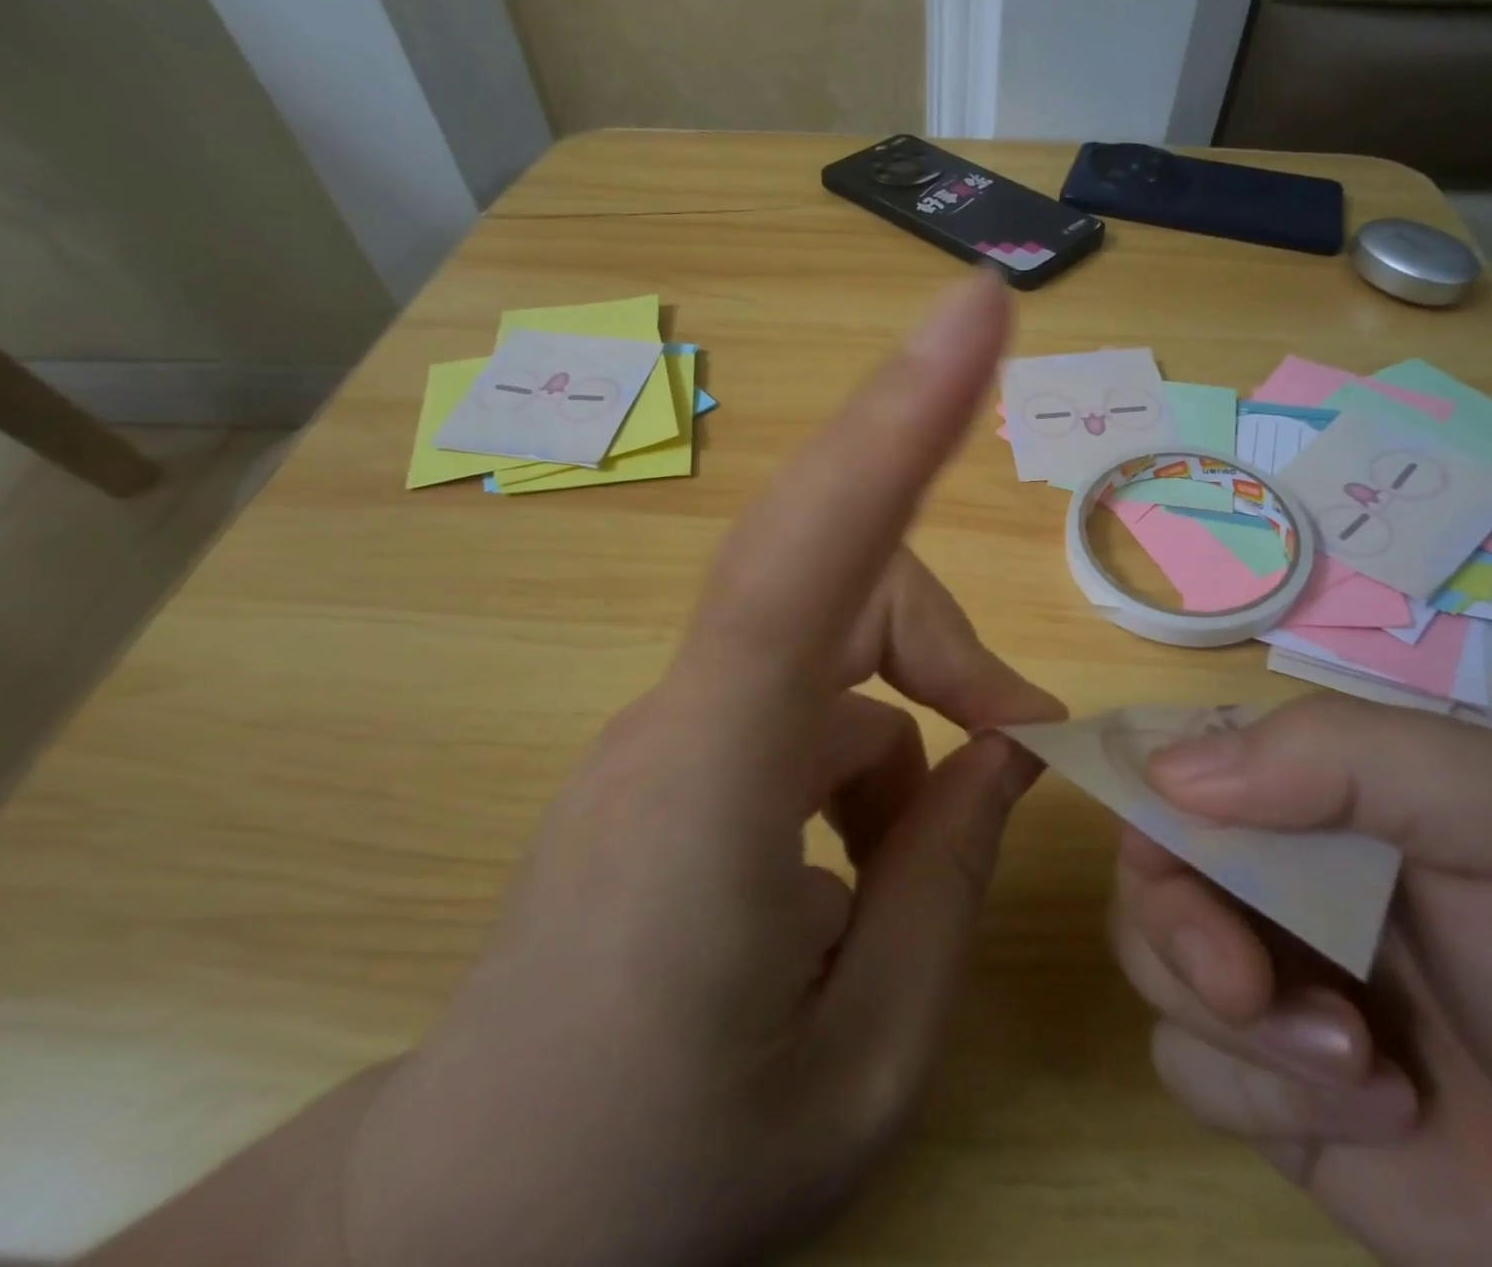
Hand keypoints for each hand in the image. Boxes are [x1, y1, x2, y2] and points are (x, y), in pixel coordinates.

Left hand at [90, 271, 1064, 1266]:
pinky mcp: (677, 749)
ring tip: (927, 863)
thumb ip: (948, 884)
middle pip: (848, 584)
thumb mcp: (864, 1063)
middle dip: (958, 647)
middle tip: (1029, 750)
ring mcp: (675, 725)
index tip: (975, 316)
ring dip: (922, 734)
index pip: (806, 558)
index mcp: (716, 788)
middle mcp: (685, 717)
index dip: (897, 421)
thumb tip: (1008, 752)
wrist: (462, 1226)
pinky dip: (876, 764)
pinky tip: (866, 867)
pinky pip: (811, 705)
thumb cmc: (657, 1174)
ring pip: (843, 655)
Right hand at [1112, 695, 1491, 1265]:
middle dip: (1180, 925)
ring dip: (1230, 1022)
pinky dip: (1253, 1093)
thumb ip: (1348, 759)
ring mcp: (1271, 981)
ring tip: (1358, 1066)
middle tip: (1247, 982)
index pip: (1184, 757)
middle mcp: (1281, 874)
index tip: (1173, 848)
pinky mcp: (1270, 1088)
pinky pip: (1183, 1065)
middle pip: (1148, 865)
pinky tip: (1371, 1117)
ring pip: (1148, 960)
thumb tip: (1168, 774)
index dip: (1152, 794)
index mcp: (1325, 793)